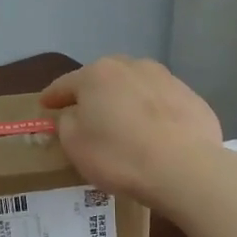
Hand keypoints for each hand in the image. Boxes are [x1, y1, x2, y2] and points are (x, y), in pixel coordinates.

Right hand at [40, 56, 222, 209]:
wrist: (185, 169)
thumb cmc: (119, 155)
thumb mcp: (75, 145)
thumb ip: (67, 123)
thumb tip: (74, 114)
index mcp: (97, 74)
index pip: (65, 84)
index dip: (52, 97)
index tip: (44, 105)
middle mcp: (131, 67)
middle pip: (104, 79)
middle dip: (93, 94)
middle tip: (86, 114)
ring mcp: (166, 79)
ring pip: (135, 87)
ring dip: (125, 101)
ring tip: (124, 124)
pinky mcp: (192, 98)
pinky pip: (162, 104)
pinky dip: (153, 114)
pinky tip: (154, 135)